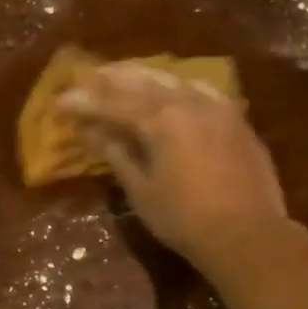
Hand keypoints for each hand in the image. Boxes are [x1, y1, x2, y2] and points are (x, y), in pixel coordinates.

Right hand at [59, 60, 287, 266]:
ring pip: (174, 79)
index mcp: (161, 119)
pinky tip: (174, 88)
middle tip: (87, 76)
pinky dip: (179, 85)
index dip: (84, 103)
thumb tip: (91, 132)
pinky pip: (201, 90)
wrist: (247, 234)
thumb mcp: (141, 189)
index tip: (60, 102)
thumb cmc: (184, 219)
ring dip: (145, 75)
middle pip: (143, 81)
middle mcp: (188, 102)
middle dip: (112, 78)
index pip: (113, 103)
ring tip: (124, 74)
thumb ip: (117, 153)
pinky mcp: (236, 120)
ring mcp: (217, 107)